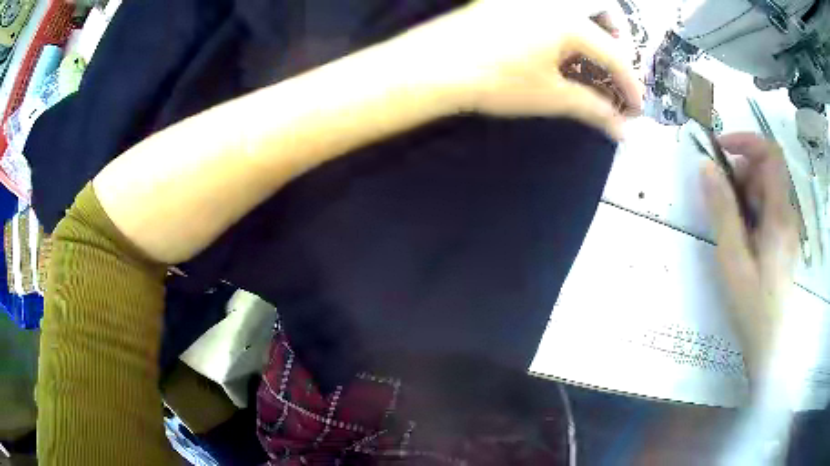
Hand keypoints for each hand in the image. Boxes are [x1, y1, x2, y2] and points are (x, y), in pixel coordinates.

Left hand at [424, 0, 641, 138]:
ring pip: (576, 10)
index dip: (631, 85)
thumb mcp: (552, 95)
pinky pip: (550, 11)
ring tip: (591, 65)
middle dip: (617, 45)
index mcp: (569, 21)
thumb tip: (621, 129)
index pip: (615, 55)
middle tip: (616, 73)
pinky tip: (560, 52)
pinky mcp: (506, 2)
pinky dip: (565, 30)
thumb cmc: (496, 79)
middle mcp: (553, 1)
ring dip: (592, 35)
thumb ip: (593, 108)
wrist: (435, 65)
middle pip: (601, 15)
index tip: (636, 109)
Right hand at [702, 133, 799, 379]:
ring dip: (744, 193)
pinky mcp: (783, 241)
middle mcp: (787, 215)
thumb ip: (722, 212)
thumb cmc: (753, 308)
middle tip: (720, 199)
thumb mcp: (733, 261)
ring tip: (729, 225)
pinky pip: (768, 211)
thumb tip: (706, 167)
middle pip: (767, 171)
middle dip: (741, 172)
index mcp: (779, 215)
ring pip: (766, 191)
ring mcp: (787, 229)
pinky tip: (740, 238)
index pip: (770, 154)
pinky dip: (751, 211)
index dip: (745, 140)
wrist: (771, 349)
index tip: (720, 149)